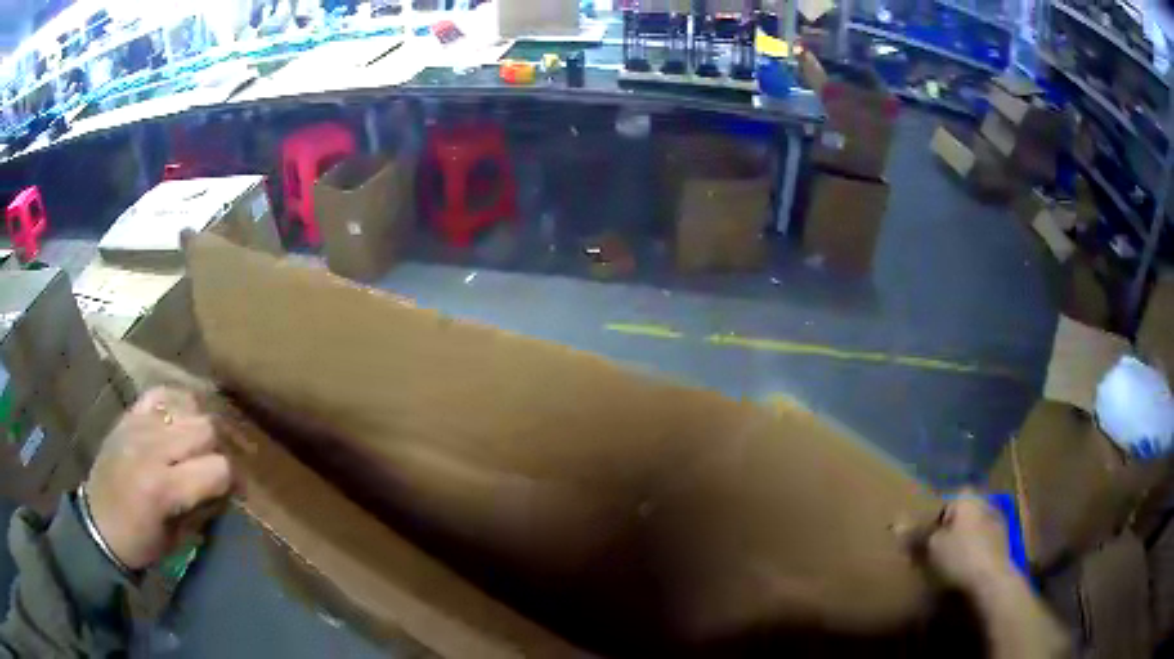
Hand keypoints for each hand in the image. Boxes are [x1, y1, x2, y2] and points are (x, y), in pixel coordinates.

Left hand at [85, 387, 233, 570]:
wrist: (97, 522)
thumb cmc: (139, 541)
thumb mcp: (177, 541)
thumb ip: (203, 510)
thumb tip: (227, 490)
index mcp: (163, 487)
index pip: (217, 467)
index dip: (234, 480)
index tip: (237, 492)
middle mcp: (152, 447)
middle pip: (206, 429)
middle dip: (220, 450)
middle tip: (218, 468)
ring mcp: (139, 425)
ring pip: (189, 407)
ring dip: (200, 427)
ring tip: (199, 446)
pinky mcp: (129, 414)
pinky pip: (162, 393)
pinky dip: (177, 404)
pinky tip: (179, 421)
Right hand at [925, 490, 1014, 592]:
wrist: (991, 582)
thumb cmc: (959, 557)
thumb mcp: (930, 547)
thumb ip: (916, 534)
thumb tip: (896, 524)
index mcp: (967, 497)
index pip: (945, 501)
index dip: (932, 520)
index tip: (922, 539)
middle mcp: (984, 503)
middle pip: (960, 516)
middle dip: (948, 531)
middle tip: (932, 553)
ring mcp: (997, 524)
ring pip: (972, 531)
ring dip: (961, 544)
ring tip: (945, 567)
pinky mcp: (1002, 545)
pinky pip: (980, 546)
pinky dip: (971, 555)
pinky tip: (961, 573)